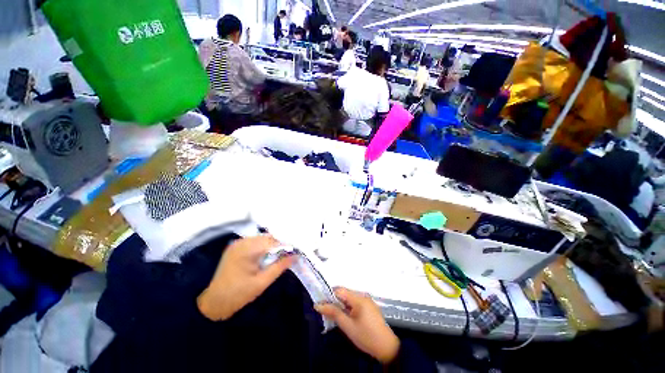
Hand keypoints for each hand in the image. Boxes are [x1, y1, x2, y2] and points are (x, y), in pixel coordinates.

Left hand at [197, 235, 294, 320]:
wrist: (214, 302)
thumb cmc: (238, 294)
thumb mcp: (262, 282)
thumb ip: (280, 266)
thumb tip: (296, 255)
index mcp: (247, 250)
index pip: (272, 242)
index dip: (284, 247)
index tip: (293, 254)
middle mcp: (241, 242)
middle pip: (267, 238)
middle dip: (278, 246)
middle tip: (284, 257)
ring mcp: (237, 243)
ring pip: (262, 238)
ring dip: (270, 246)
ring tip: (275, 258)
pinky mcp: (236, 246)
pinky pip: (254, 242)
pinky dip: (262, 247)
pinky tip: (264, 257)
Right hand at [315, 288, 399, 364]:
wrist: (387, 347)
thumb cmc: (366, 336)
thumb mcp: (348, 326)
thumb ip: (333, 313)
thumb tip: (318, 305)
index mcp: (358, 298)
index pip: (340, 290)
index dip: (329, 295)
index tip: (320, 304)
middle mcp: (363, 295)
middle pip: (344, 293)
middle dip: (334, 300)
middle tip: (325, 311)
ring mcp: (367, 301)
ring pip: (349, 298)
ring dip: (340, 304)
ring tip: (333, 315)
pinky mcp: (369, 307)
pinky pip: (355, 303)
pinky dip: (348, 307)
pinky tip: (344, 316)